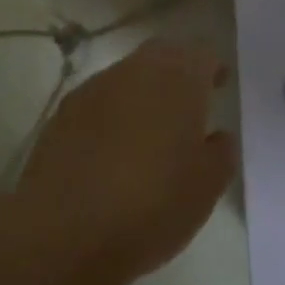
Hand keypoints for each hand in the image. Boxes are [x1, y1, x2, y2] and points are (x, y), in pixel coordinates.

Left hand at [16, 37, 235, 284]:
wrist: (64, 230)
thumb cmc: (151, 205)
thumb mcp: (206, 189)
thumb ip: (221, 153)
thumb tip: (217, 135)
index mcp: (179, 77)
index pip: (203, 53)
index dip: (213, 68)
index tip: (220, 85)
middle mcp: (138, 69)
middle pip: (164, 54)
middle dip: (178, 71)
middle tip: (189, 102)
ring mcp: (97, 86)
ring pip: (129, 75)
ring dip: (143, 92)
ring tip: (151, 129)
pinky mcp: (65, 110)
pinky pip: (100, 99)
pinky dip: (112, 112)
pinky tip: (113, 147)